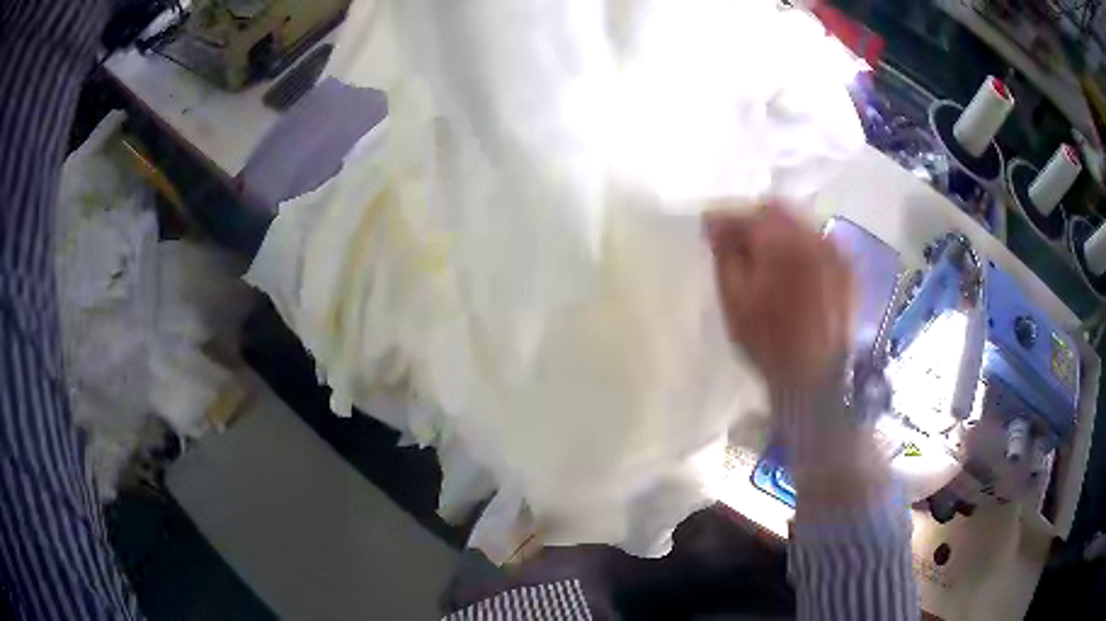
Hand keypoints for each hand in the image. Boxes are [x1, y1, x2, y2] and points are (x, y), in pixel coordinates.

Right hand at [704, 203, 854, 392]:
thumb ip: (725, 257)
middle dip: (752, 220)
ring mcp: (833, 250)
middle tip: (735, 239)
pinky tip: (791, 263)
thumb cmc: (769, 342)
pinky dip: (800, 244)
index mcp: (780, 243)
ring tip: (762, 252)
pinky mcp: (846, 266)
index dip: (723, 219)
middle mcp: (811, 236)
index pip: (746, 215)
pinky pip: (818, 240)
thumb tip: (716, 227)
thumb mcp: (735, 302)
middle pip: (776, 211)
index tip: (708, 228)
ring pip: (799, 223)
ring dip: (777, 230)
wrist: (816, 376)